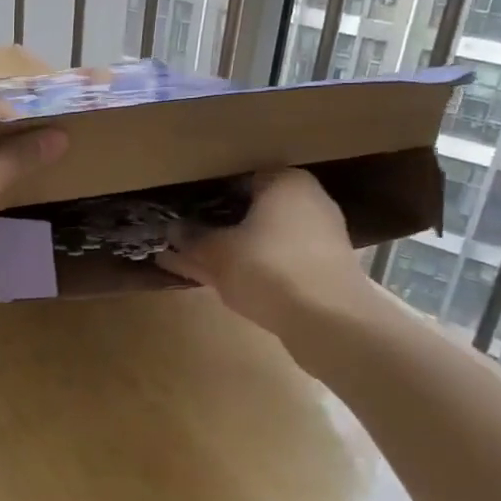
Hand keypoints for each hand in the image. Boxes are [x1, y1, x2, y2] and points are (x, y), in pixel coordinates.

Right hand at [157, 169, 376, 343]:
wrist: (330, 322)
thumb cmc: (269, 268)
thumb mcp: (216, 252)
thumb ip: (191, 238)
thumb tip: (170, 230)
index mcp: (285, 182)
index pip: (236, 178)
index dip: (205, 194)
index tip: (181, 210)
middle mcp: (307, 201)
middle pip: (250, 210)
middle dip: (217, 224)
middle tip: (184, 235)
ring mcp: (318, 237)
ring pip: (261, 238)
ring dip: (231, 248)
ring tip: (193, 260)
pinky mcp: (321, 270)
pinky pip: (275, 260)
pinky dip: (250, 266)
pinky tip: (219, 280)